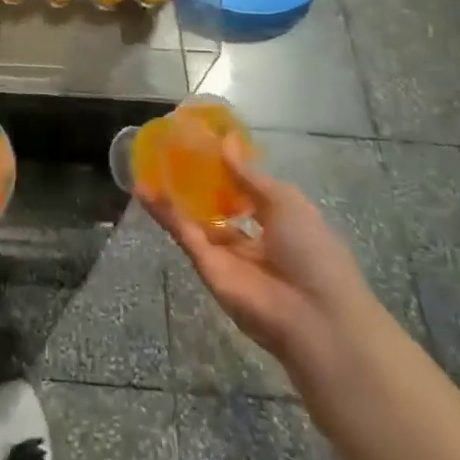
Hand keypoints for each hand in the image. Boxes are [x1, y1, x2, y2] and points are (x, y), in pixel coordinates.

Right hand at [141, 138, 381, 384]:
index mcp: (278, 221)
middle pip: (216, 205)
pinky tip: (144, 189)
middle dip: (195, 181)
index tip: (201, 140)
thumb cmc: (313, 252)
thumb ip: (248, 174)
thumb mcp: (284, 202)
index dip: (225, 167)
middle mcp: (251, 238)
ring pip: (195, 219)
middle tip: (168, 149)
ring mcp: (227, 255)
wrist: (316, 319)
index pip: (245, 190)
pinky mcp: (207, 268)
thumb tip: (225, 140)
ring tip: (146, 163)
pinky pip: (185, 235)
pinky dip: (165, 213)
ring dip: (172, 194)